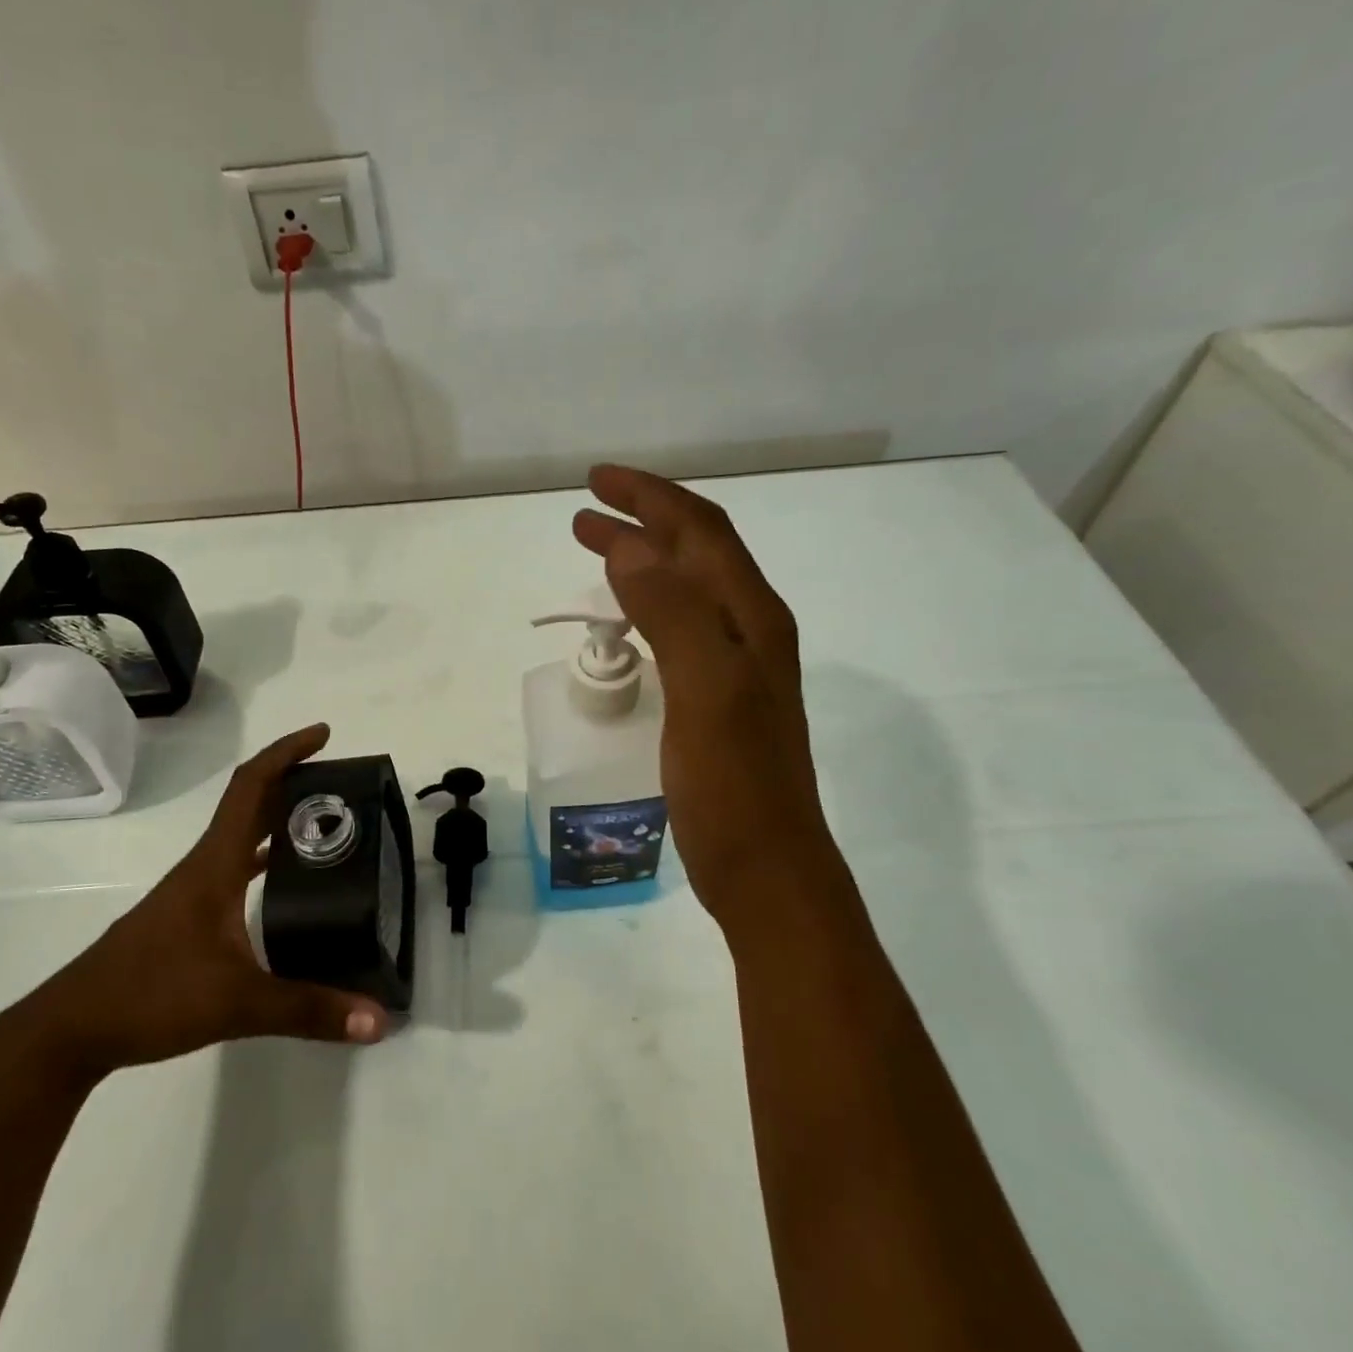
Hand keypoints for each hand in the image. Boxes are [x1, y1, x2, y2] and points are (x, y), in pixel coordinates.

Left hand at [17, 725, 389, 1082]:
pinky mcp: (188, 916)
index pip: (250, 788)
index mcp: (215, 865)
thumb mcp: (237, 1004)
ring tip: (328, 824)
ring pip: (242, 836)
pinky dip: (265, 857)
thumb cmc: (150, 996)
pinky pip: (235, 867)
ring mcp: (192, 891)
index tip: (323, 735)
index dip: (286, 753)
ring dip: (279, 818)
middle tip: (344, 785)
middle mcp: (204, 867)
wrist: (71, 1030)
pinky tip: (288, 880)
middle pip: (250, 803)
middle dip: (294, 781)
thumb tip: (378, 1020)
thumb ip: (309, 1010)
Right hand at [573, 466, 836, 928]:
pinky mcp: (718, 701)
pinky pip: (680, 631)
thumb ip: (674, 614)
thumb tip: (630, 548)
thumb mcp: (706, 691)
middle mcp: (750, 633)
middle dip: (644, 522)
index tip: (594, 483)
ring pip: (689, 591)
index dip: (651, 499)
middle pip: (697, 555)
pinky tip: (629, 621)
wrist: (766, 868)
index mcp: (751, 619)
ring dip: (646, 562)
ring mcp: (736, 669)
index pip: (701, 534)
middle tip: (586, 513)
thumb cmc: (735, 785)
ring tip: (601, 552)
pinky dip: (649, 607)